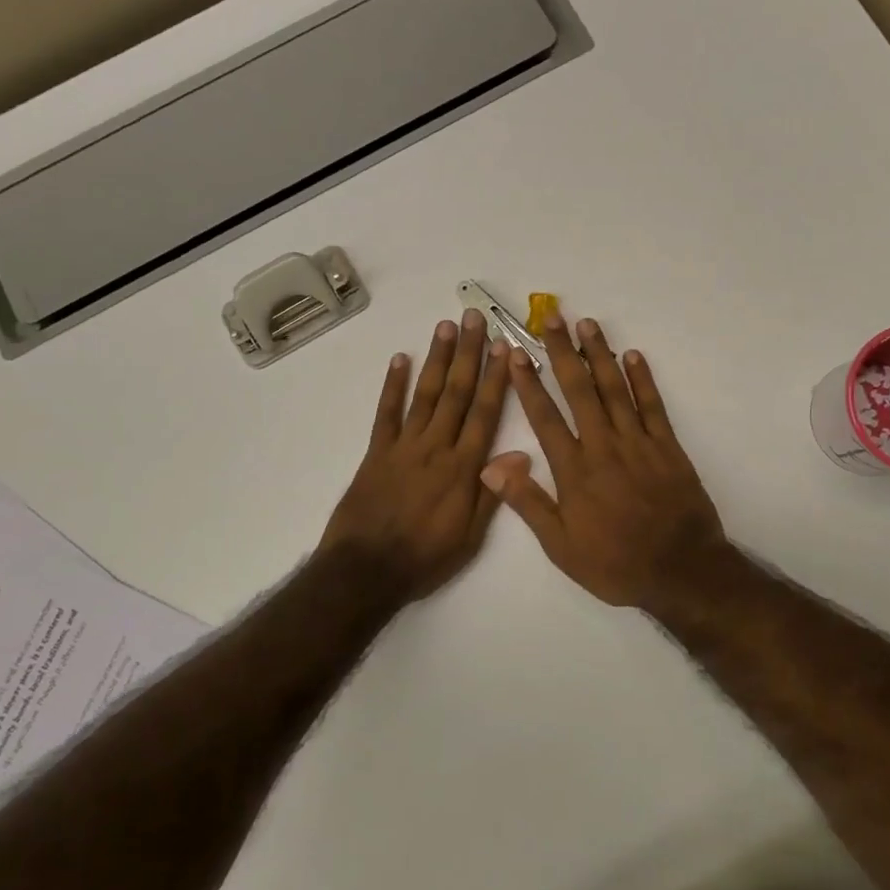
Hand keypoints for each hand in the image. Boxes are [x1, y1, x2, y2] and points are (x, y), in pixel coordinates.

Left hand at [320, 310, 510, 602]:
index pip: (484, 413)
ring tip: (446, 326)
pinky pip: (385, 413)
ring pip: (424, 395)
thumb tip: (523, 452)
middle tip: (474, 317)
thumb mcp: (471, 537)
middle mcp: (435, 448)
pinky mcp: (376, 453)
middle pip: (455, 393)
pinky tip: (400, 359)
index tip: (503, 347)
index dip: (495, 378)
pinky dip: (392, 385)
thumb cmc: (425, 558)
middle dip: (468, 353)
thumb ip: (495, 492)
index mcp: (463, 468)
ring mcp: (403, 447)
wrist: (365, 572)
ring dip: (436, 359)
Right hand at [480, 313, 730, 608]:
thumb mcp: (561, 546)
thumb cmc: (615, 563)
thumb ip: (528, 502)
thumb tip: (490, 465)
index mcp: (574, 470)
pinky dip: (642, 379)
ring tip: (587, 324)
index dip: (528, 383)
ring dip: (600, 355)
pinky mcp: (668, 446)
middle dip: (562, 352)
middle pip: (579, 390)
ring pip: (615, 389)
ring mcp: (638, 443)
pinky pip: (652, 406)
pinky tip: (633, 356)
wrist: (681, 571)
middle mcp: (603, 446)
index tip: (514, 353)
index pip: (544, 417)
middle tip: (552, 318)